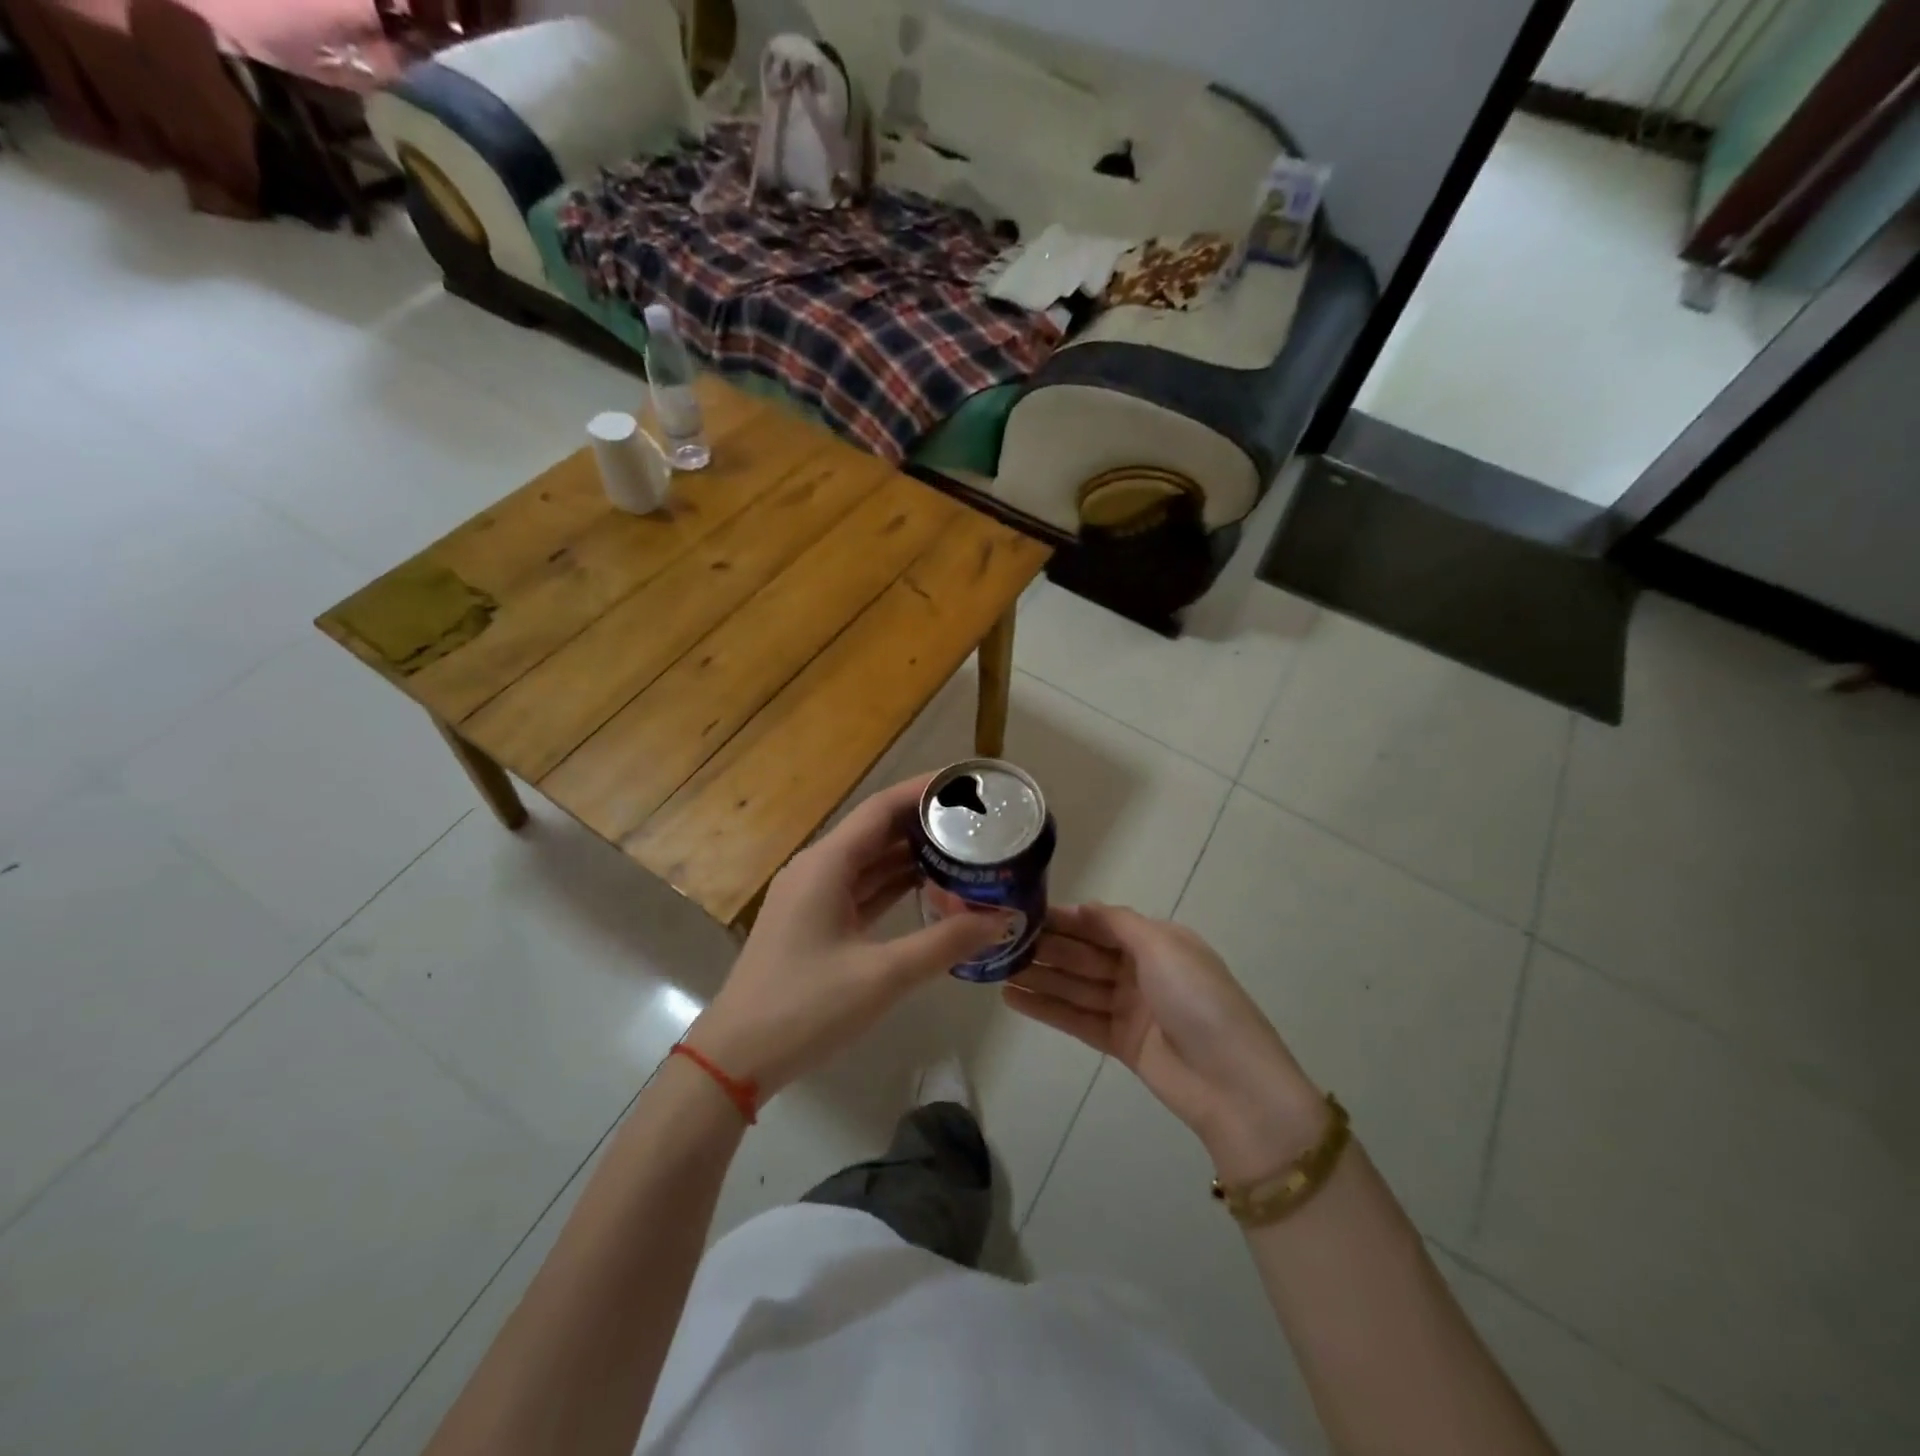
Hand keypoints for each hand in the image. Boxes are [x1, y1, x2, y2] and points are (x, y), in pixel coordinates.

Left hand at [684, 777, 1010, 1099]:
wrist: (736, 1058)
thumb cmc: (805, 1007)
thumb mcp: (882, 975)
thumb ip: (945, 943)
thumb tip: (1002, 919)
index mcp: (826, 864)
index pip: (881, 808)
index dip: (923, 791)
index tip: (966, 784)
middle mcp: (817, 868)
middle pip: (876, 830)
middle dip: (924, 822)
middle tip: (976, 819)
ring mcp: (812, 896)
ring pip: (869, 861)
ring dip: (911, 854)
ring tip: (963, 848)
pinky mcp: (814, 922)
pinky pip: (861, 888)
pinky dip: (893, 884)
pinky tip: (929, 887)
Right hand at [1005, 904, 1328, 1180]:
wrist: (1233, 1084)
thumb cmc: (1198, 1000)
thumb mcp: (1164, 946)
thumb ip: (1119, 923)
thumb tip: (1082, 905)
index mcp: (1158, 942)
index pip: (1102, 923)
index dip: (1066, 918)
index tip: (1024, 911)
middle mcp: (1142, 971)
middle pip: (1085, 953)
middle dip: (1047, 946)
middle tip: (1000, 940)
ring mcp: (1130, 1008)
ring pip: (1076, 986)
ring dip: (1039, 977)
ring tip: (996, 969)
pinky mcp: (1120, 1043)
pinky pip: (1077, 1018)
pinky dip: (1047, 1008)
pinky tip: (1013, 998)